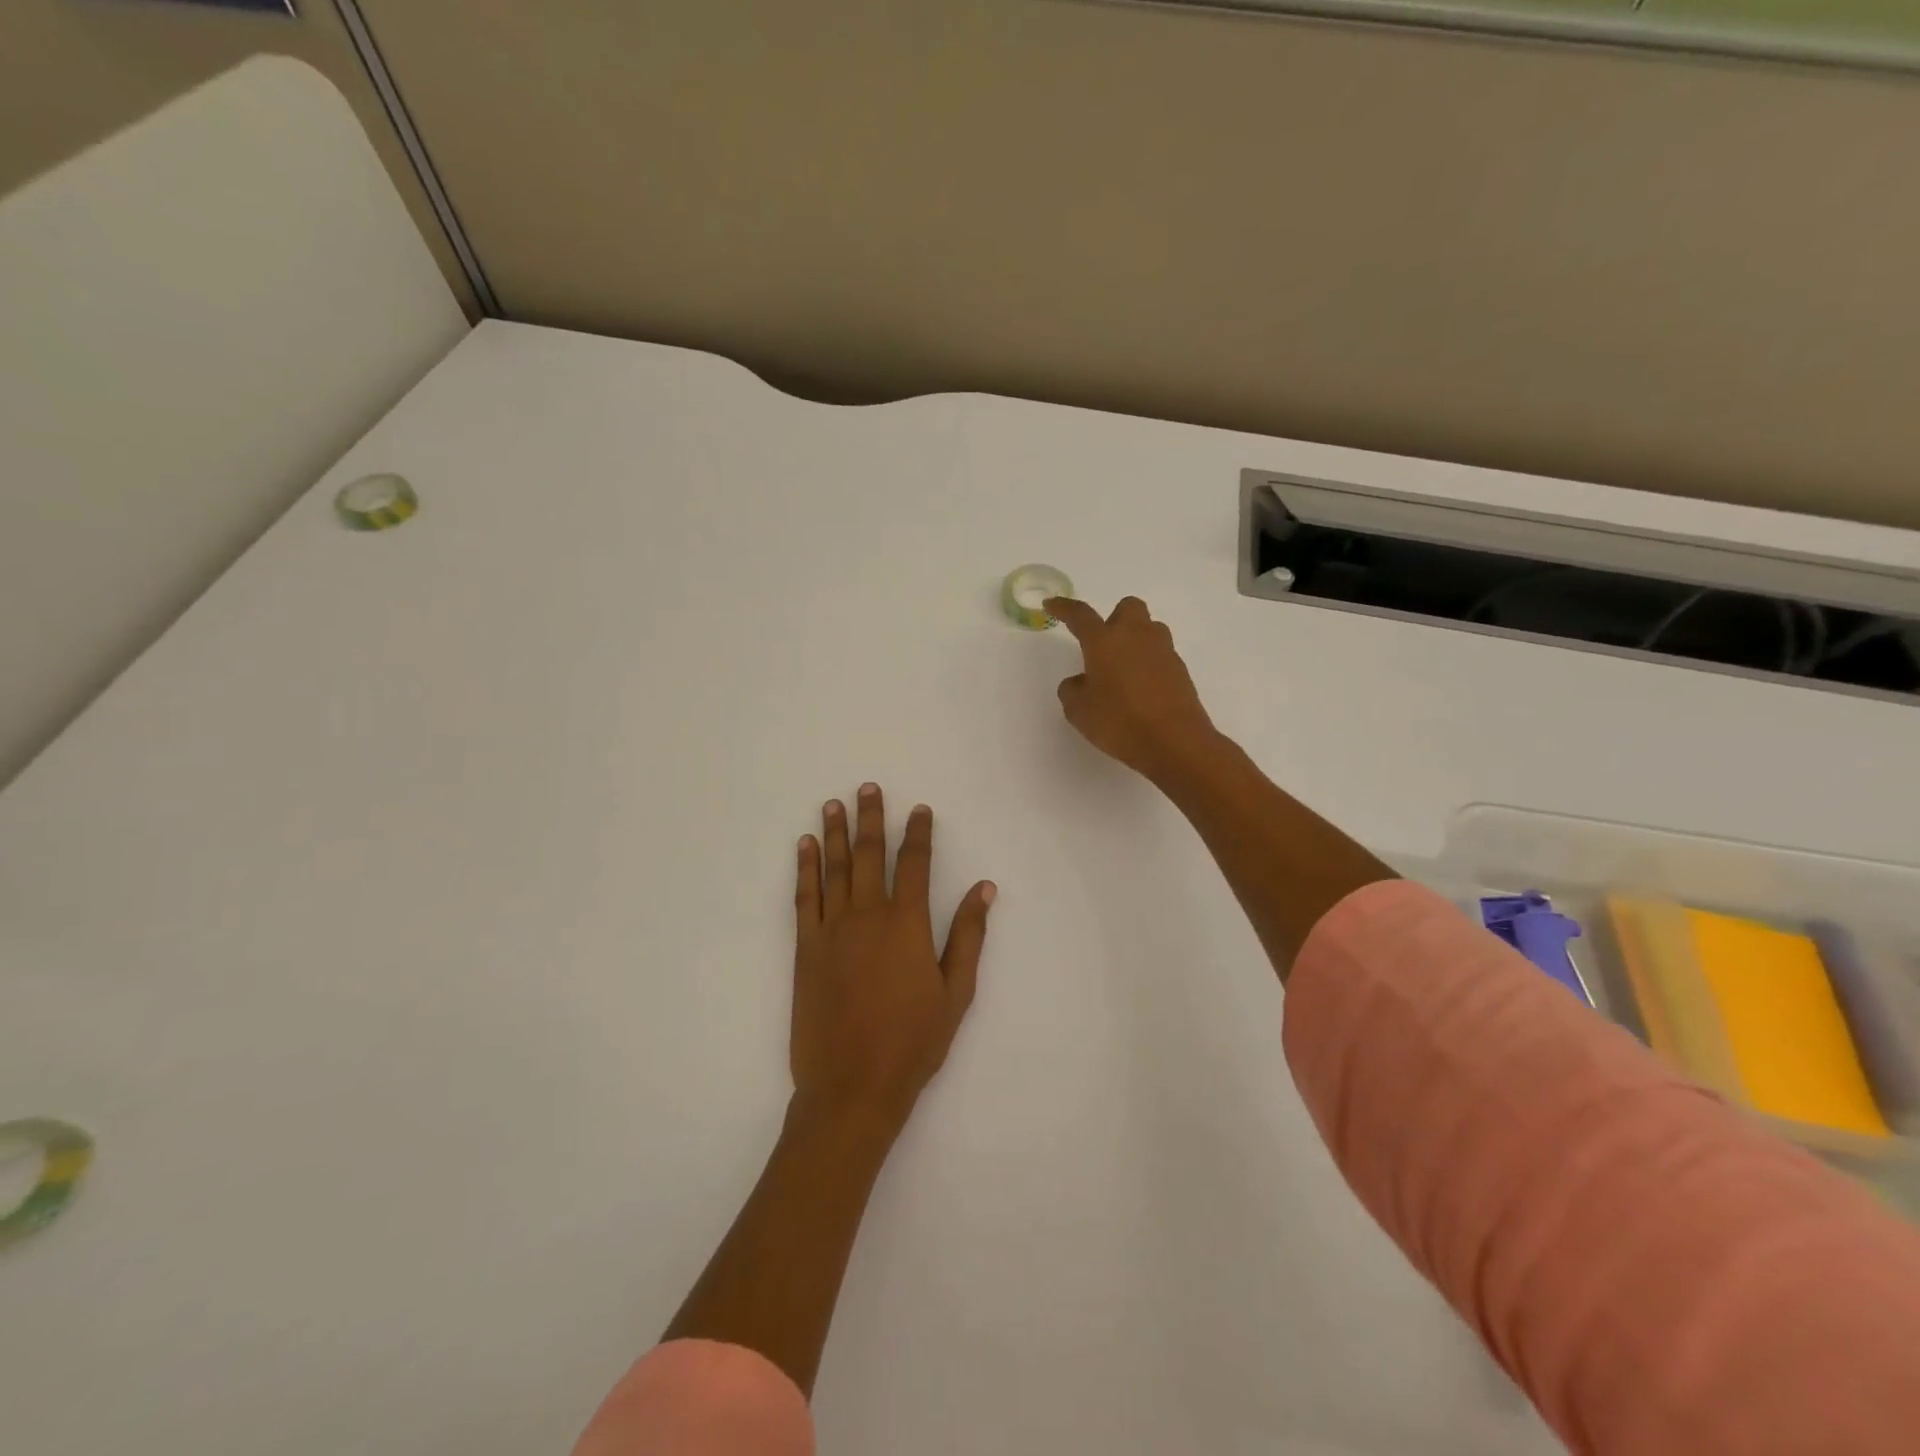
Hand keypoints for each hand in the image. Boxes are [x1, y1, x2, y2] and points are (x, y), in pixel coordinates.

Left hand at [792, 785, 994, 1136]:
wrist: (853, 1085)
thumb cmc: (913, 1042)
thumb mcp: (955, 992)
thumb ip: (968, 935)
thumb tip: (984, 888)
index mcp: (907, 923)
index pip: (914, 863)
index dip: (918, 833)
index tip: (919, 809)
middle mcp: (867, 915)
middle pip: (869, 854)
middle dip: (870, 818)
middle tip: (867, 787)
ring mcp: (832, 930)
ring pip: (834, 868)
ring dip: (834, 833)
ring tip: (833, 803)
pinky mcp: (805, 948)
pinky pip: (804, 897)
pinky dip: (805, 868)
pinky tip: (804, 846)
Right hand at [1046, 595, 1218, 782]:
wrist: (1175, 742)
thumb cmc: (1120, 722)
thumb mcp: (1079, 711)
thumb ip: (1072, 690)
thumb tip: (1080, 681)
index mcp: (1104, 641)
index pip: (1080, 615)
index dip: (1064, 608)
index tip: (1052, 604)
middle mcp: (1135, 636)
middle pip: (1127, 608)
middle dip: (1114, 618)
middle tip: (1103, 645)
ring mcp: (1162, 651)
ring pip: (1149, 629)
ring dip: (1135, 640)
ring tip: (1124, 670)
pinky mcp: (1180, 670)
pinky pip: (1160, 655)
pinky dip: (1148, 664)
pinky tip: (1141, 690)